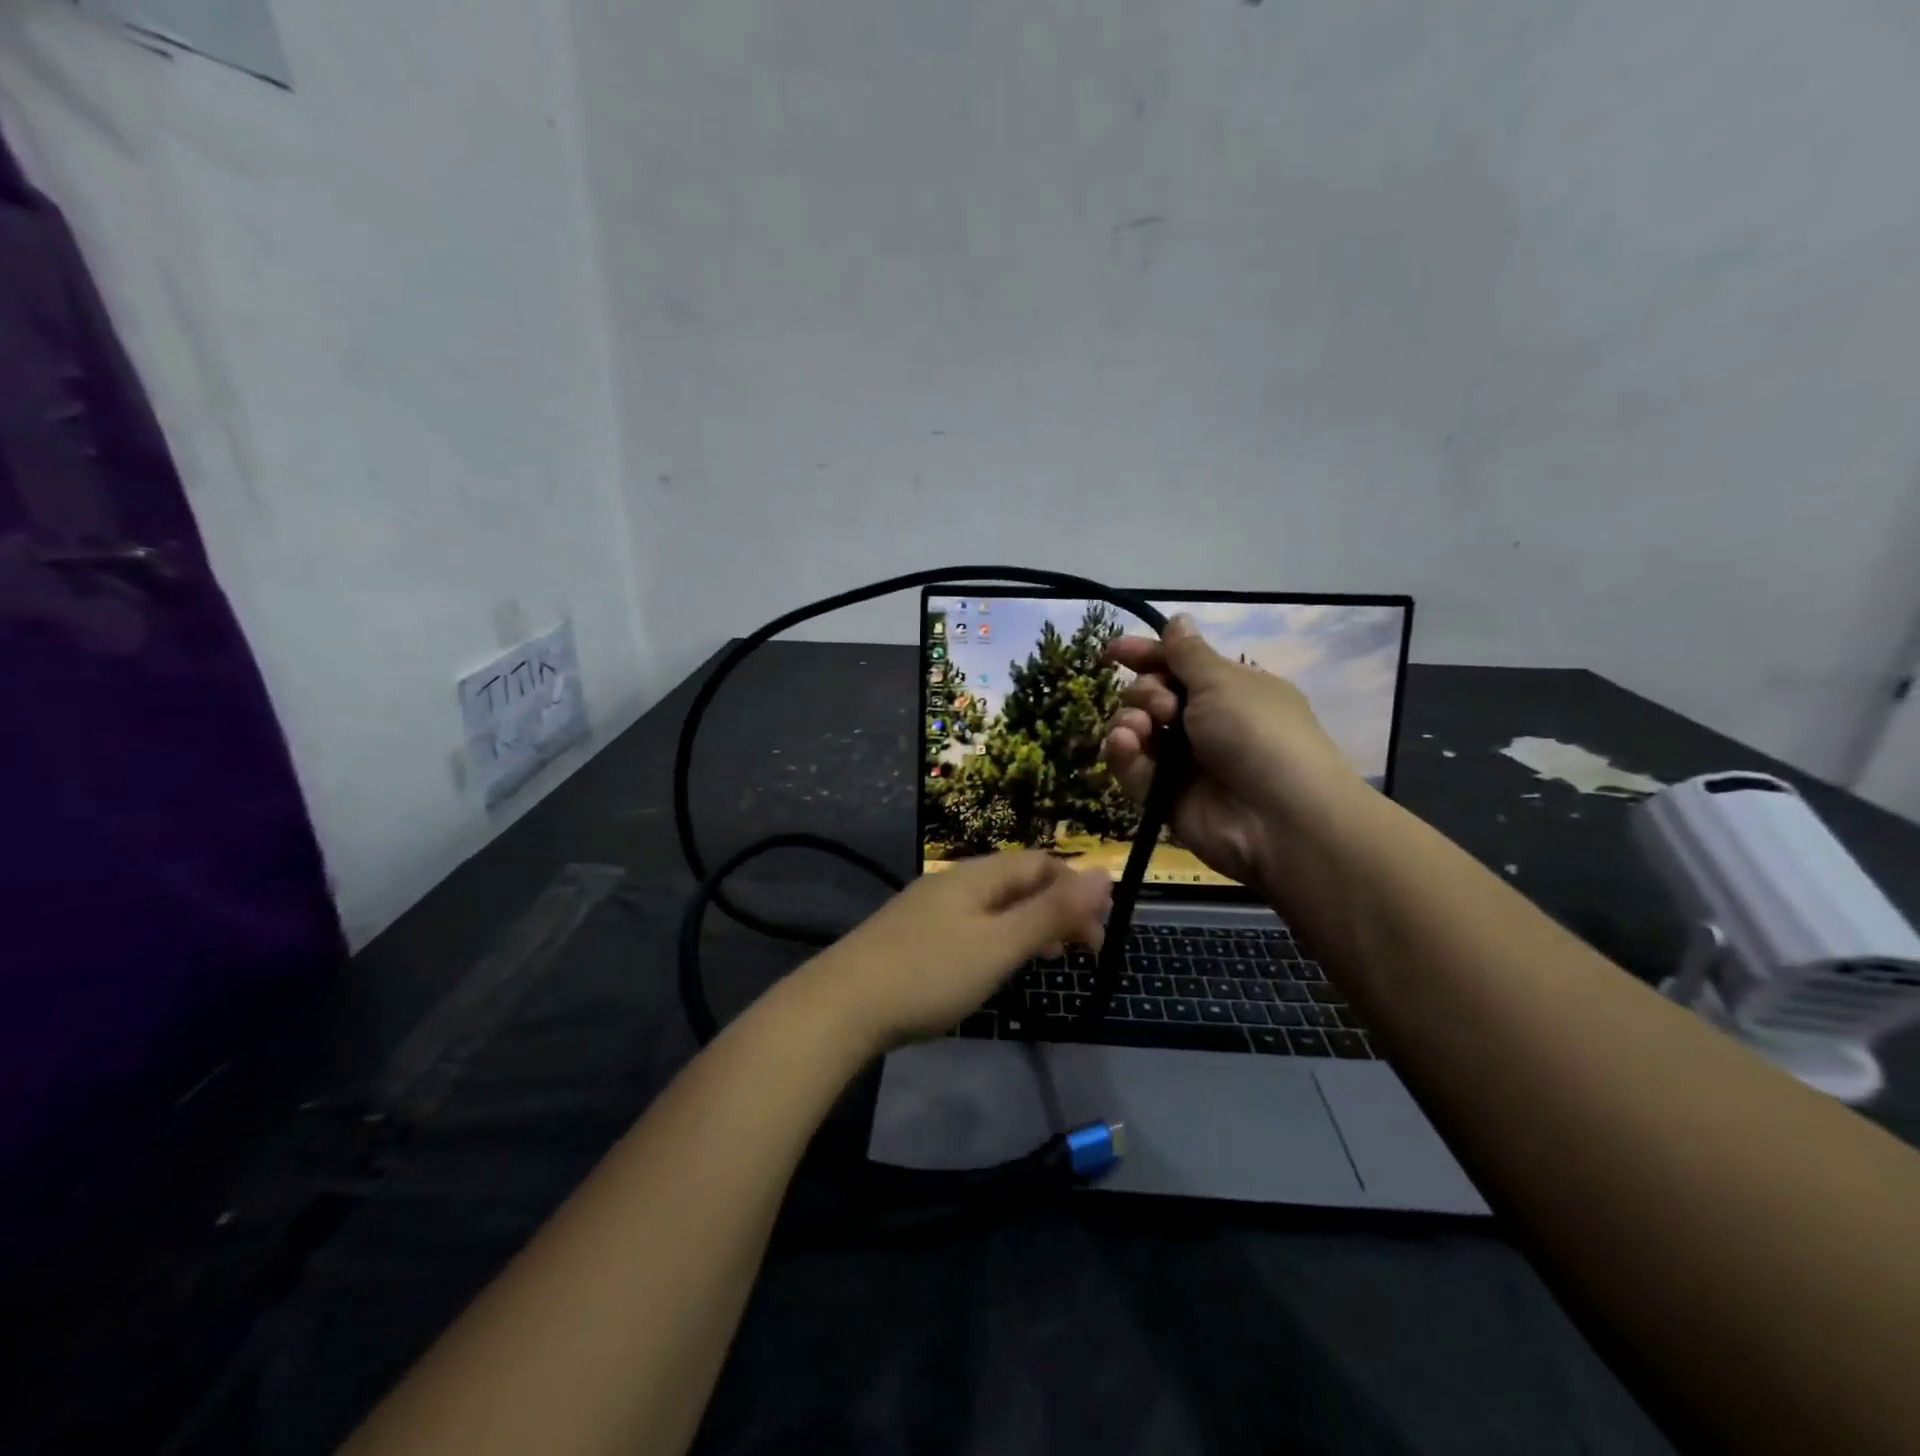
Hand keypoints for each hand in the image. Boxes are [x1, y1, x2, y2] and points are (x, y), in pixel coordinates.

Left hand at [803, 853, 1111, 1052]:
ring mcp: (929, 907)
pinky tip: (997, 965)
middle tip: (1083, 951)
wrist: (840, 1006)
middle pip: (1018, 880)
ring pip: (994, 904)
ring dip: (1029, 923)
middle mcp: (953, 881)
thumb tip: (1104, 874)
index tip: (1101, 934)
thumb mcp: (999, 945)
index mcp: (977, 875)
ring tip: (1050, 957)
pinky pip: (971, 923)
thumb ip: (1051, 912)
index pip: (1041, 863)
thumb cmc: (929, 974)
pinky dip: (999, 937)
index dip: (1078, 889)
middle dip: (1057, 907)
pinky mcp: (913, 934)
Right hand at [1101, 615, 1359, 887]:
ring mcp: (1183, 762)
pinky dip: (1123, 754)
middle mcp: (1204, 723)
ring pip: (1136, 730)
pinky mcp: (1163, 796)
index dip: (1146, 654)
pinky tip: (1124, 745)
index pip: (1178, 664)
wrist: (1279, 818)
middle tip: (1165, 706)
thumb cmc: (1257, 734)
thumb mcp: (1224, 682)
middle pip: (1151, 694)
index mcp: (1228, 690)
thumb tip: (1177, 620)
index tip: (1113, 651)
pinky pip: (1132, 768)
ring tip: (1140, 729)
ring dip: (1130, 721)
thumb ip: (1188, 654)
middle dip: (1146, 692)